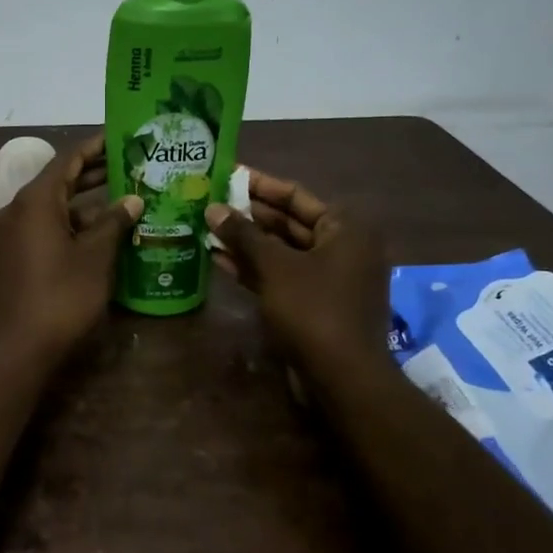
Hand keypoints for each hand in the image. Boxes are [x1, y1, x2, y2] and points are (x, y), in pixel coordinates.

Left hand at [0, 135, 142, 365]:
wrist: (14, 348)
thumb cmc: (59, 296)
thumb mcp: (94, 258)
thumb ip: (113, 223)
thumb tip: (131, 199)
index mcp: (36, 200)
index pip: (69, 159)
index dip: (97, 146)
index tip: (123, 138)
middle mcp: (19, 209)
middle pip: (60, 181)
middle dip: (95, 174)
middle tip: (133, 166)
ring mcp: (13, 234)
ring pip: (55, 208)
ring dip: (87, 203)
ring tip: (127, 198)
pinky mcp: (14, 257)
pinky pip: (46, 228)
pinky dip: (73, 225)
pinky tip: (102, 234)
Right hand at [206, 171, 388, 380]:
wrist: (342, 378)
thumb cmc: (314, 310)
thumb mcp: (275, 267)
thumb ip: (244, 234)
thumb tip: (212, 208)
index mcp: (345, 228)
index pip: (296, 195)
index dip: (259, 185)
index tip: (227, 174)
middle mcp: (342, 247)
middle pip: (288, 222)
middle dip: (248, 215)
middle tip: (210, 202)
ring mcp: (328, 277)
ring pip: (281, 251)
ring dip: (246, 242)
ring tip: (206, 228)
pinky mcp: (313, 303)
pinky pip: (281, 275)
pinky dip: (253, 268)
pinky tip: (218, 259)